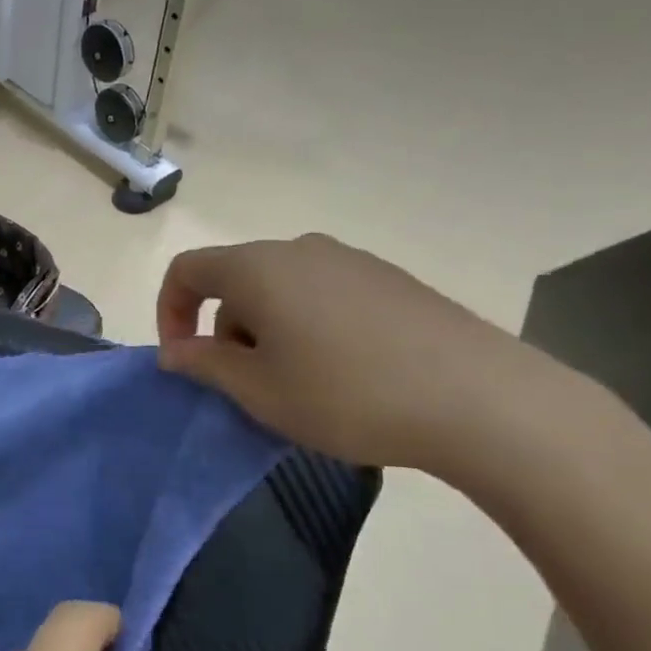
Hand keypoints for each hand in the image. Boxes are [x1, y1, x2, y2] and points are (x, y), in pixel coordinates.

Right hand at [156, 235, 564, 473]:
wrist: (480, 400)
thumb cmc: (345, 394)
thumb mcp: (259, 390)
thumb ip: (204, 364)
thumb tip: (174, 350)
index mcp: (258, 268)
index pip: (188, 270)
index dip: (169, 312)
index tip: (183, 360)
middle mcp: (301, 249)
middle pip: (236, 281)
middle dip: (225, 331)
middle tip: (246, 386)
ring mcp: (352, 261)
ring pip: (281, 290)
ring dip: (267, 332)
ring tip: (298, 386)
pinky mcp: (391, 280)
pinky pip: (324, 296)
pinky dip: (309, 327)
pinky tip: (344, 374)